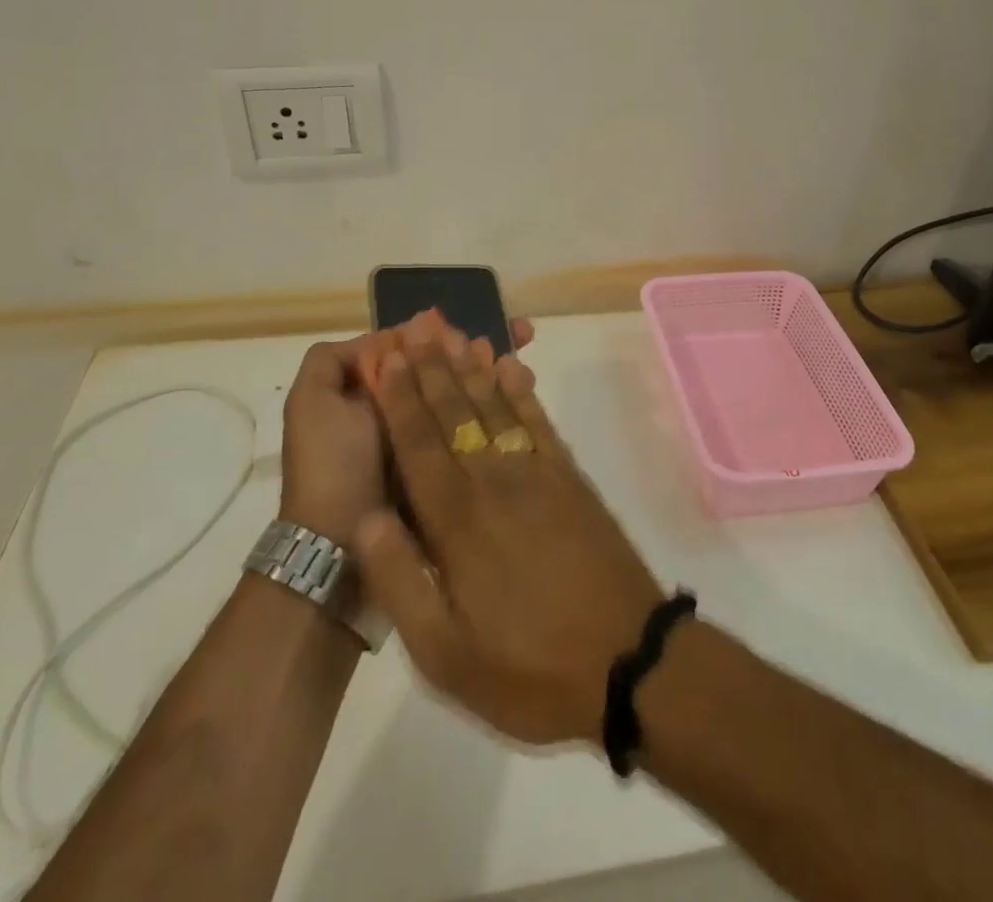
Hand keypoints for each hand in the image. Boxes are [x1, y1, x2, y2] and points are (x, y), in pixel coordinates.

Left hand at [278, 317, 532, 550]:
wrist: (341, 549)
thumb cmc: (330, 466)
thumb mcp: (312, 402)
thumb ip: (332, 360)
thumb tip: (384, 340)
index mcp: (372, 390)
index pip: (414, 348)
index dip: (442, 332)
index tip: (474, 322)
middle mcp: (403, 408)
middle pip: (446, 366)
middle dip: (479, 347)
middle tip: (520, 334)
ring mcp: (429, 437)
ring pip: (467, 391)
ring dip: (494, 371)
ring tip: (522, 361)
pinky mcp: (450, 464)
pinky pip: (477, 425)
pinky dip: (501, 404)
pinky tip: (524, 387)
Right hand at [355, 320, 662, 746]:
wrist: (629, 661)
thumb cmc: (529, 668)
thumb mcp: (444, 654)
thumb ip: (399, 581)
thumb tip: (363, 518)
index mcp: (457, 521)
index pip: (419, 444)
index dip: (400, 398)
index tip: (387, 356)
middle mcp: (494, 482)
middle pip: (456, 412)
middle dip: (432, 366)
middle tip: (416, 323)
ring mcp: (538, 475)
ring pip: (496, 407)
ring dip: (472, 367)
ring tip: (455, 332)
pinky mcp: (571, 479)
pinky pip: (539, 423)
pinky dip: (522, 391)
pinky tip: (512, 367)